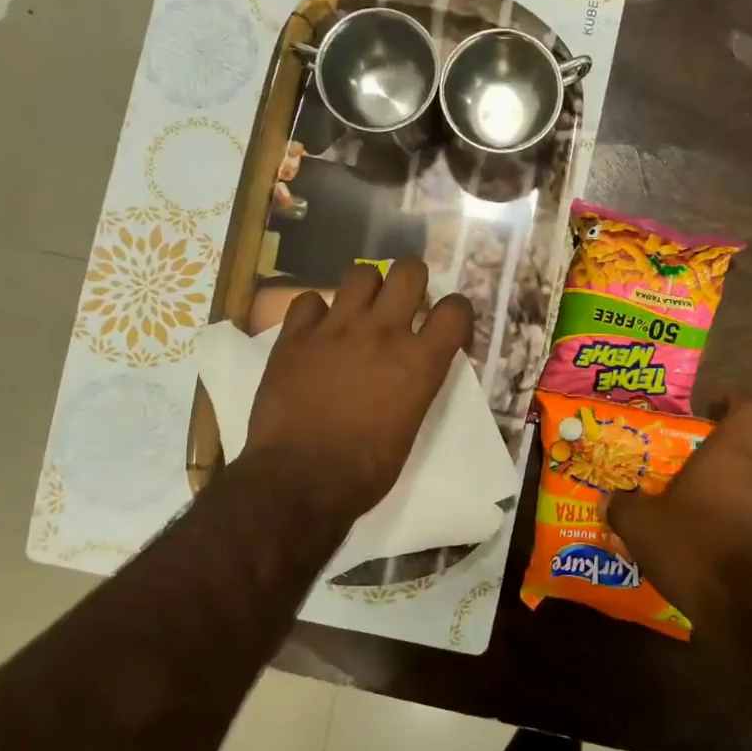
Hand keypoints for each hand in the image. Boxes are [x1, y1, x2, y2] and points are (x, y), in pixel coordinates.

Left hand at [246, 258, 474, 523]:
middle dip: (411, 282)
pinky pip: (309, 299)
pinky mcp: (295, 335)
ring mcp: (336, 328)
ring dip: (366, 289)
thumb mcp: (411, 426)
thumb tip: (411, 369)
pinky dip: (316, 312)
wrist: (300, 480)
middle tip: (403, 306)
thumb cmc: (365, 470)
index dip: (456, 313)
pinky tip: (316, 332)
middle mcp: (383, 332)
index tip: (446, 329)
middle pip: (409, 270)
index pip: (456, 309)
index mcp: (420, 362)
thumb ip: (416, 384)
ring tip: (359, 313)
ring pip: (361, 273)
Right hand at [607, 395, 751, 628]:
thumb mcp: (640, 524)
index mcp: (731, 456)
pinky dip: (728, 530)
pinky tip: (700, 550)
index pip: (749, 411)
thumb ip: (622, 505)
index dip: (733, 401)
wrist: (743, 609)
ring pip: (745, 491)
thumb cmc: (692, 546)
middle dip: (710, 461)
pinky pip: (750, 525)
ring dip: (718, 498)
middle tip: (674, 473)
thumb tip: (609, 498)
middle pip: (741, 454)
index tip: (711, 405)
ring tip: (682, 517)